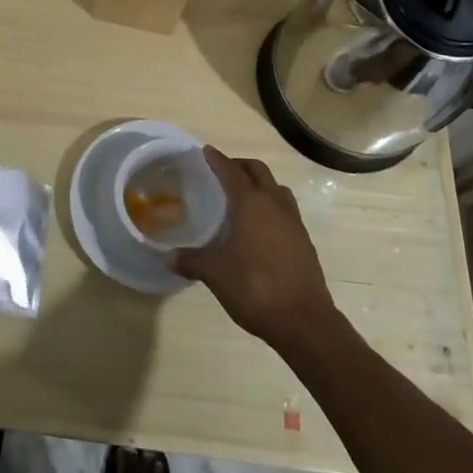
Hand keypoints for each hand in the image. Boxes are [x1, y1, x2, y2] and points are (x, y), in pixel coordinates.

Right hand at [170, 148, 336, 349]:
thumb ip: (191, 260)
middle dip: (239, 166)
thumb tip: (167, 256)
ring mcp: (293, 221)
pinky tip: (259, 226)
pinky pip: (285, 209)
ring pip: (276, 188)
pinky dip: (271, 205)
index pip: (231, 171)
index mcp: (251, 203)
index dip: (217, 159)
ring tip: (242, 197)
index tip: (206, 151)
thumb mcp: (215, 274)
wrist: (304, 321)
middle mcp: (274, 204)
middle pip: (258, 171)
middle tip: (222, 172)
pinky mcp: (304, 240)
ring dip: (259, 184)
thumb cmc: (255, 288)